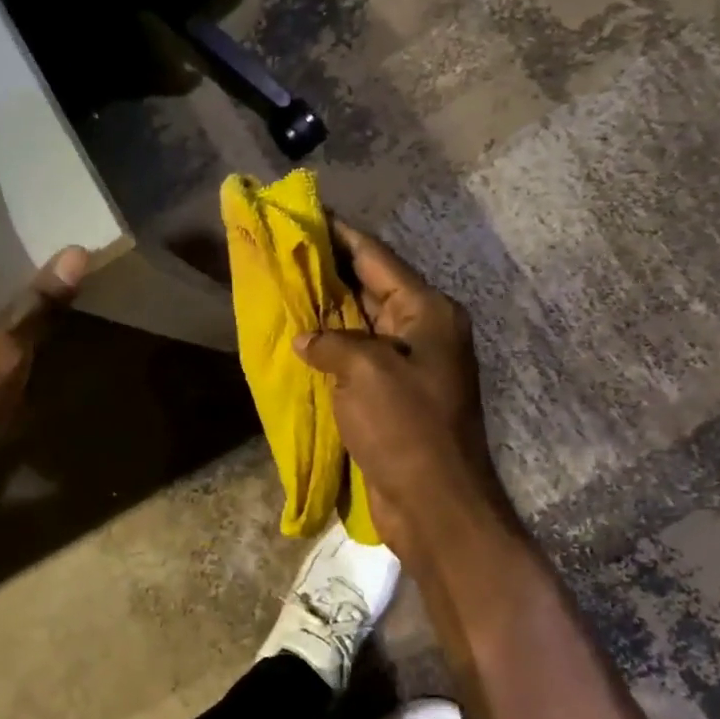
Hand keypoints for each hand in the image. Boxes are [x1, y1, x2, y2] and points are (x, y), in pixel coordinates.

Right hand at [295, 219, 517, 566]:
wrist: (435, 503)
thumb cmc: (406, 427)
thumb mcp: (365, 370)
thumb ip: (330, 341)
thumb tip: (307, 339)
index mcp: (427, 312)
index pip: (377, 257)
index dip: (341, 234)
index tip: (308, 214)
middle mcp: (422, 330)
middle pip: (369, 286)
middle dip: (328, 270)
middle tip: (284, 251)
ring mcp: (409, 364)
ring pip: (360, 323)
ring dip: (326, 309)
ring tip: (284, 287)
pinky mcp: (394, 395)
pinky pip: (357, 358)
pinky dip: (330, 347)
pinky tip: (299, 340)